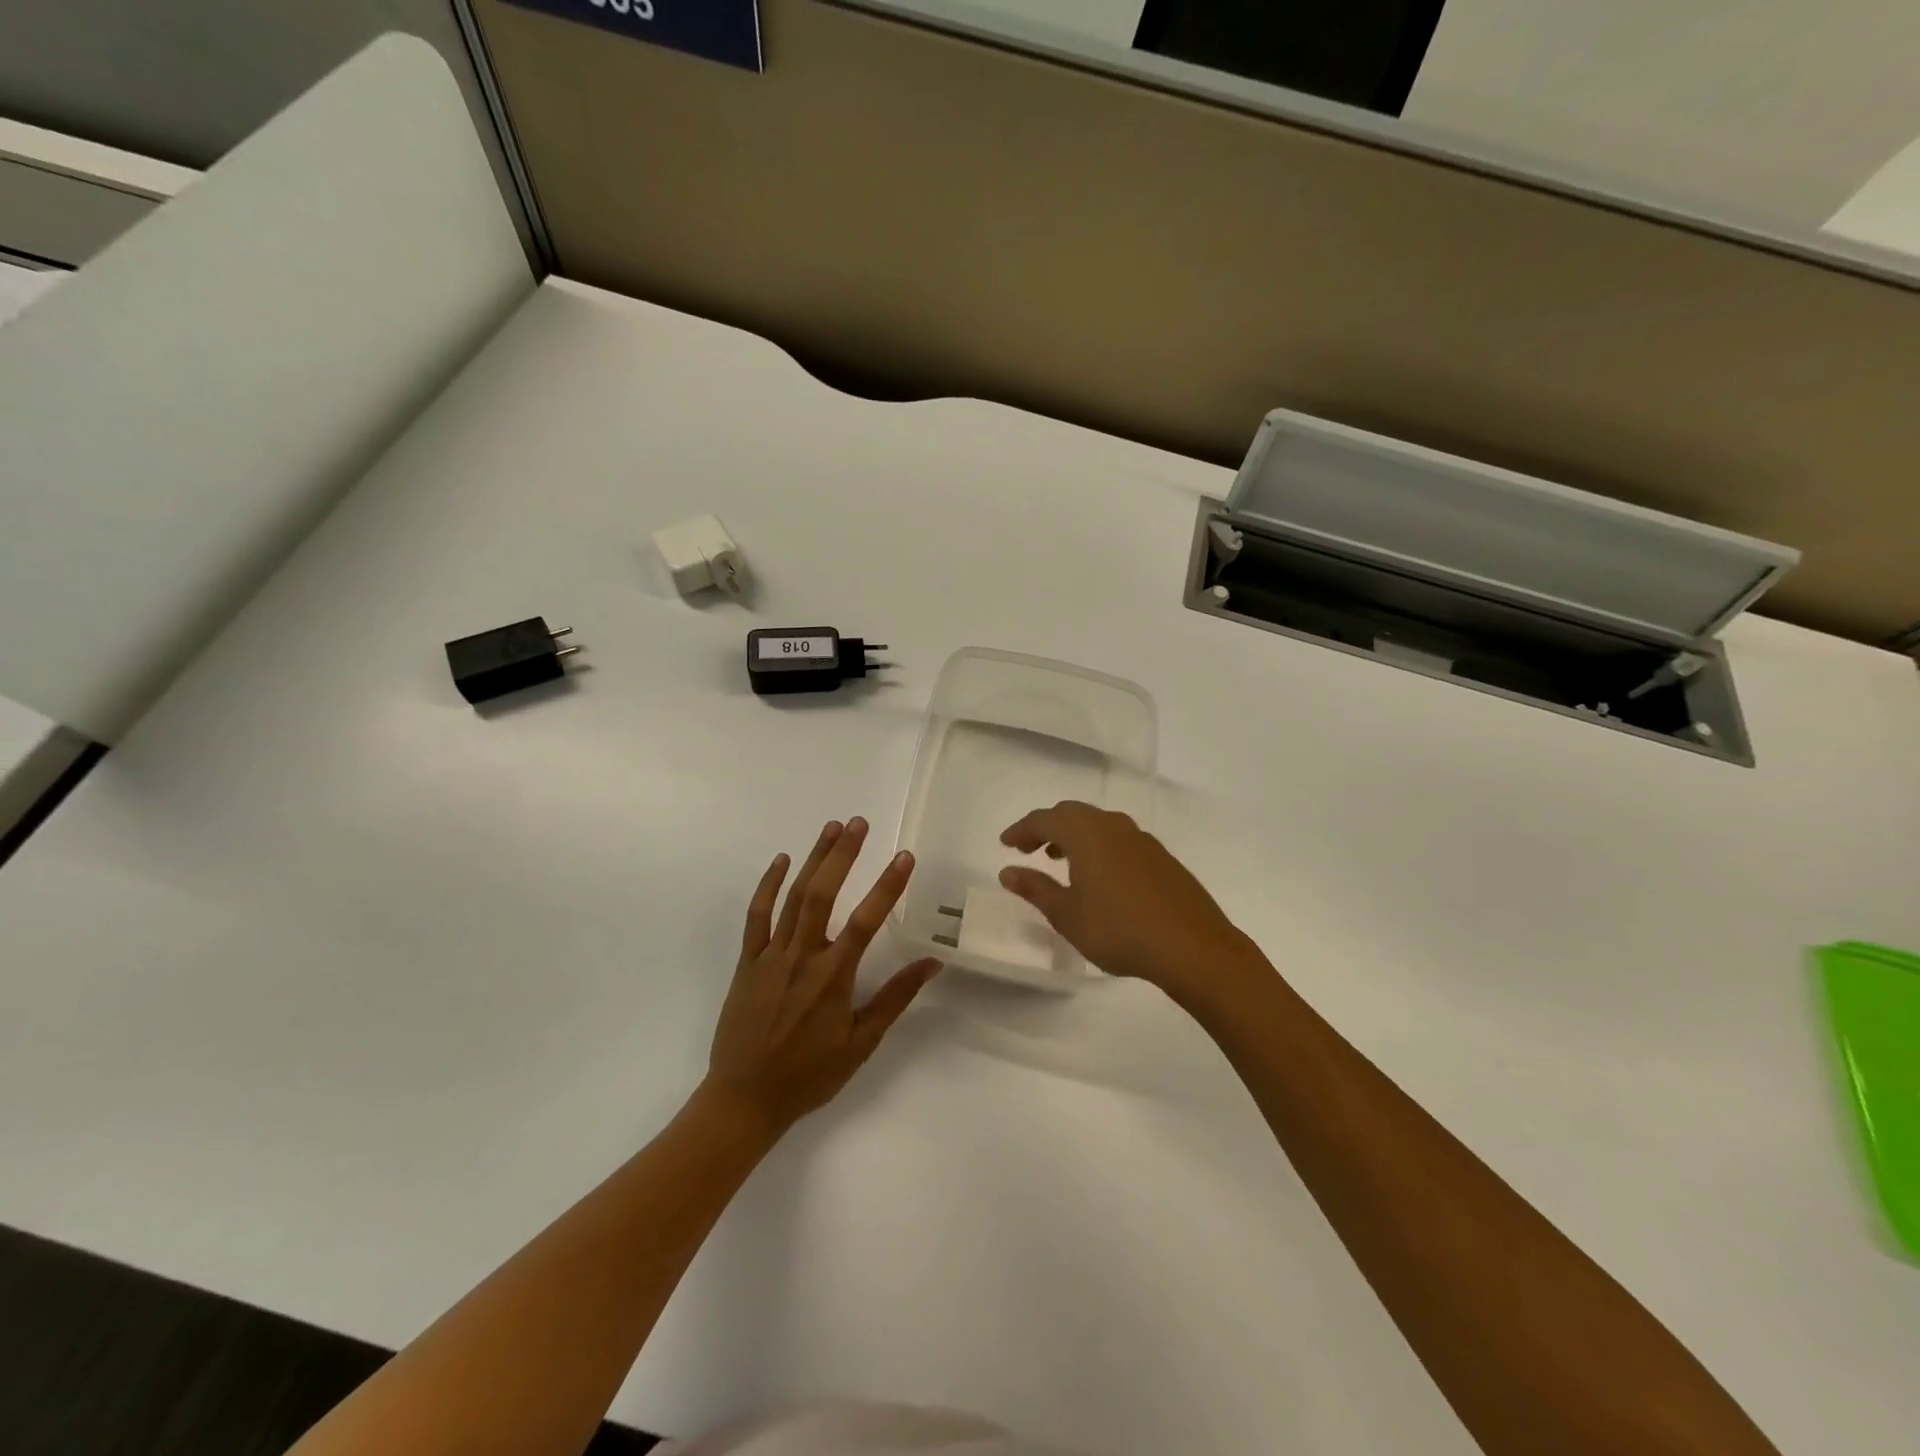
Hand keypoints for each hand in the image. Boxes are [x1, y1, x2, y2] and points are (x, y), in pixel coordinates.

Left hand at [704, 818, 940, 1136]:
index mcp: (832, 977)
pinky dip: (768, 886)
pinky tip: (781, 861)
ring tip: (832, 828)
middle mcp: (801, 957)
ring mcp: (770, 956)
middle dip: (843, 855)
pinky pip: (756, 916)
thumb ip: (894, 999)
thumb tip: (932, 963)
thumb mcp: (861, 1043)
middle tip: (859, 823)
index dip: (888, 886)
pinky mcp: (747, 962)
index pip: (866, 921)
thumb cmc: (809, 1075)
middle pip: (823, 894)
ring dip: (813, 859)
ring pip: (793, 897)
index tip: (905, 857)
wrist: (744, 1099)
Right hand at [999, 801, 1265, 1001]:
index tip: (1005, 844)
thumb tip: (1008, 871)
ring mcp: (1142, 839)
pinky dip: (1099, 845)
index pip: (1044, 819)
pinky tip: (1100, 874)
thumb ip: (1035, 888)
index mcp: (1086, 833)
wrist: (1192, 947)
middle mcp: (1113, 826)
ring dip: (1074, 835)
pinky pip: (1119, 838)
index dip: (1021, 829)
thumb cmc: (1119, 930)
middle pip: (1072, 814)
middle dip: (1046, 827)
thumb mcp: (1067, 915)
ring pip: (1098, 824)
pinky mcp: (1162, 856)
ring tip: (1060, 859)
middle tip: (1029, 849)